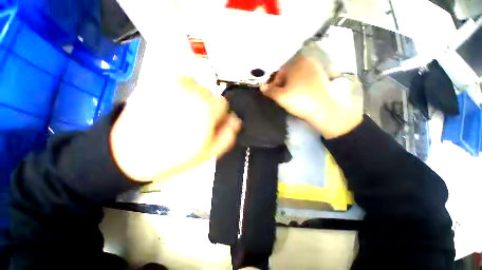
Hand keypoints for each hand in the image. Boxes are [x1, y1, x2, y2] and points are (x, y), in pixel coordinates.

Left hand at [110, 77, 240, 182]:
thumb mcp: (208, 152)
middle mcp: (193, 93)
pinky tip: (174, 101)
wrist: (131, 153)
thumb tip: (236, 121)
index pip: (224, 104)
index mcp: (207, 111)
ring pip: (196, 84)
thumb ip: (227, 135)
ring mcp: (174, 85)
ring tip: (183, 111)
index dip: (219, 114)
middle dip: (207, 106)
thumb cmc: (173, 157)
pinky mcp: (157, 81)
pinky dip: (181, 88)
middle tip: (196, 119)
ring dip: (194, 96)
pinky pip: (178, 79)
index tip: (211, 122)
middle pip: (210, 93)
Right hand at [261, 55, 362, 138]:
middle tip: (281, 94)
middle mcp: (307, 61)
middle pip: (288, 72)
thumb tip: (262, 87)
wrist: (325, 109)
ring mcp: (316, 68)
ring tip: (290, 95)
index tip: (272, 92)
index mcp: (295, 62)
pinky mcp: (323, 76)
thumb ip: (269, 90)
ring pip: (297, 75)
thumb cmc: (300, 100)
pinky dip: (300, 84)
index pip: (278, 71)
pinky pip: (306, 78)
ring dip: (291, 83)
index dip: (273, 82)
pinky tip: (300, 94)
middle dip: (282, 82)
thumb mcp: (280, 96)